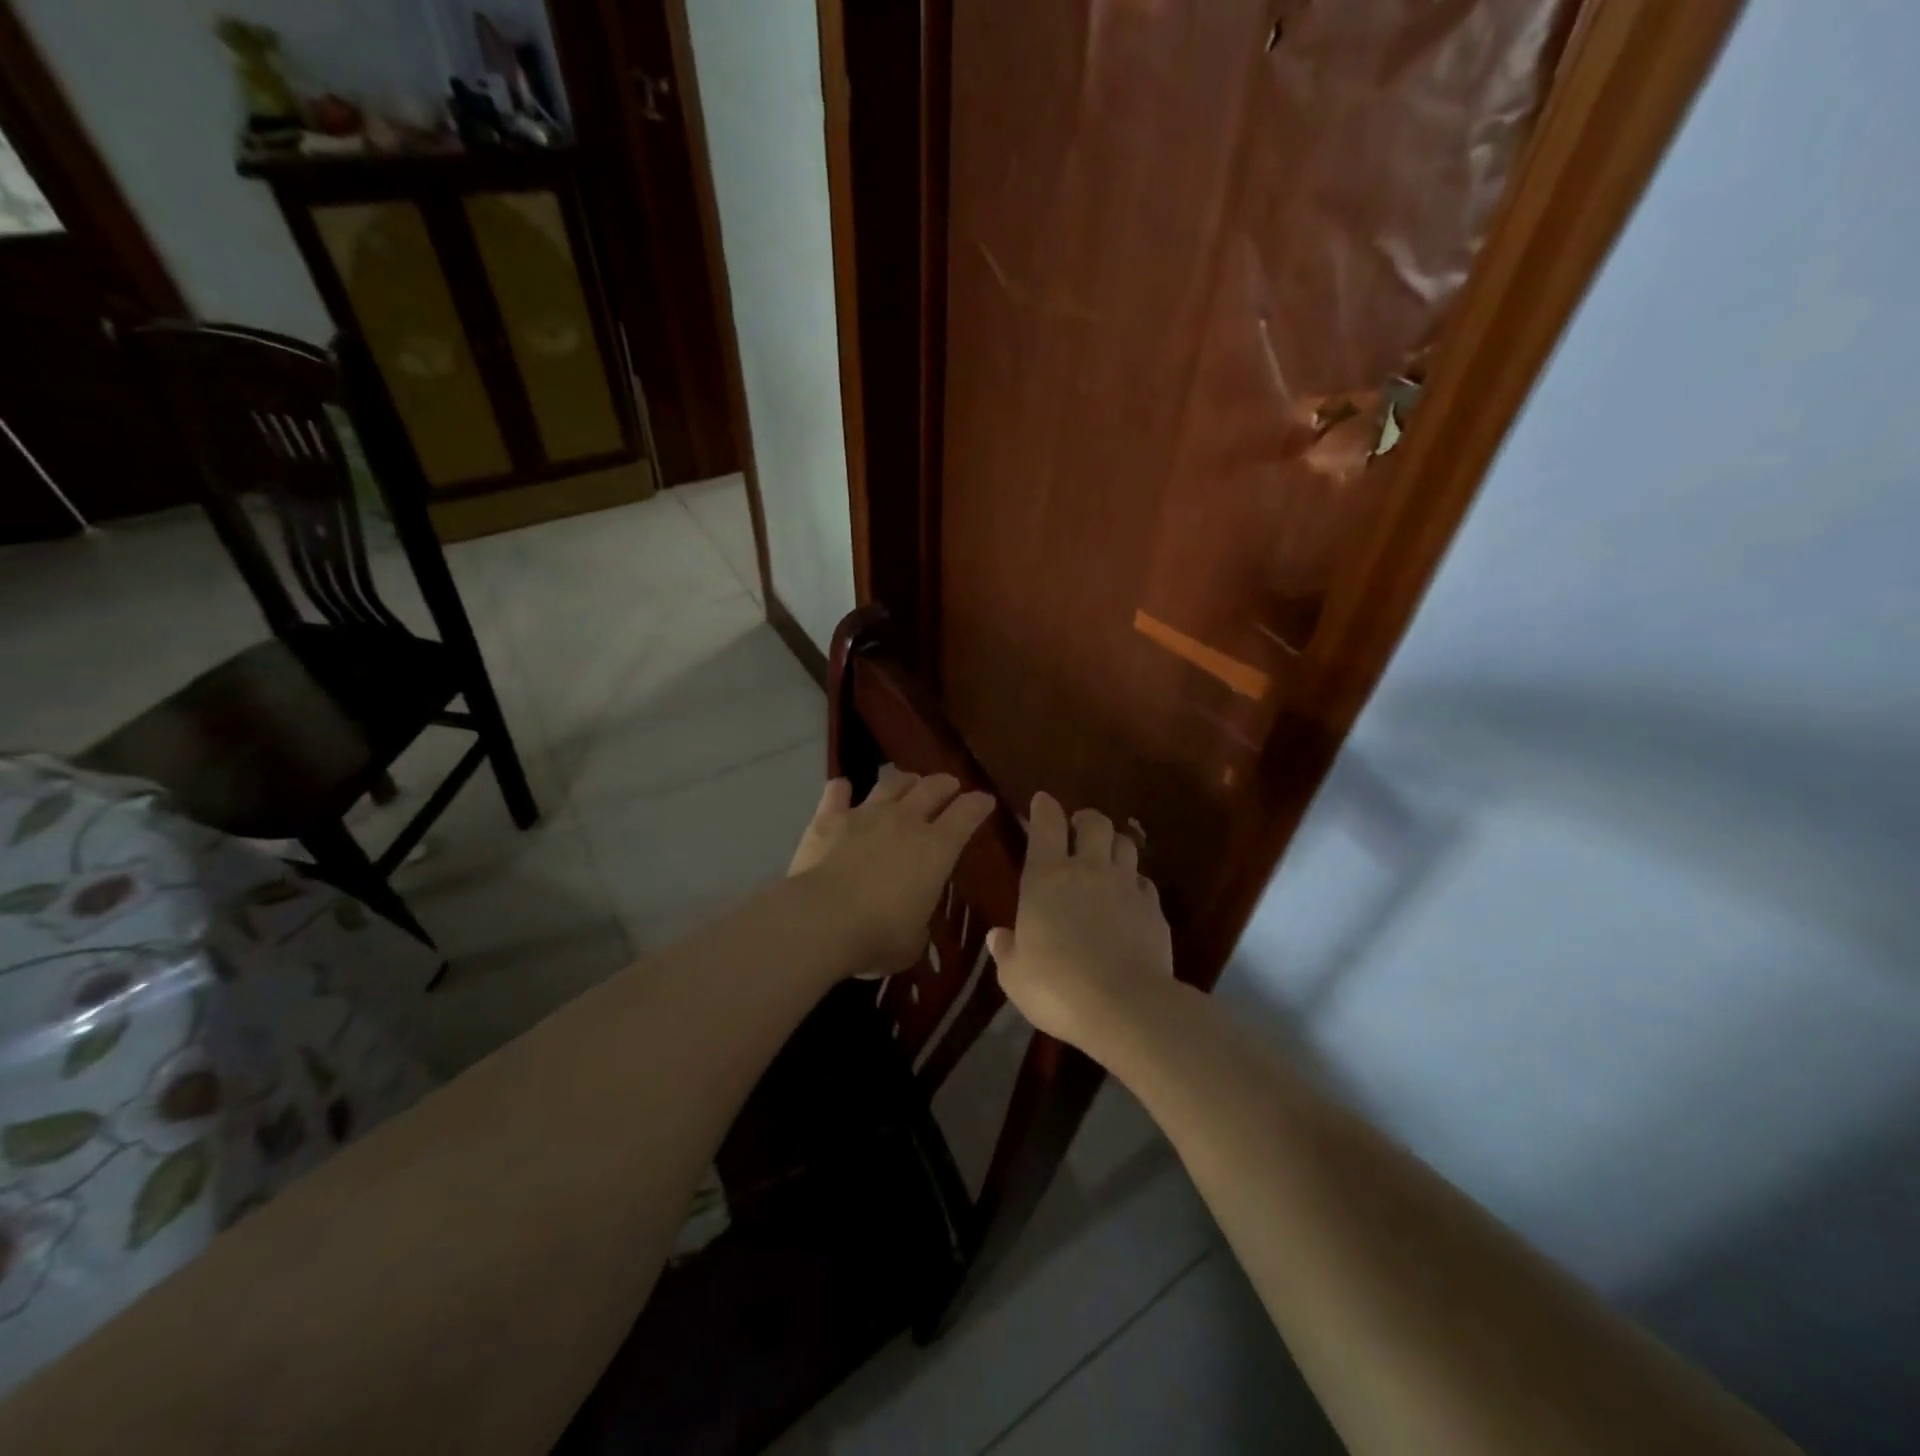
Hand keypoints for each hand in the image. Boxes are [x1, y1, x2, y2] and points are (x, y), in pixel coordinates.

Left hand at [788, 766, 994, 977]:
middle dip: (946, 784)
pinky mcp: (828, 819)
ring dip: (904, 780)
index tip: (985, 800)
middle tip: (950, 785)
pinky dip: (842, 790)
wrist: (820, 921)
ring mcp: (865, 814)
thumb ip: (918, 922)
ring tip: (907, 781)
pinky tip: (842, 788)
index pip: (967, 814)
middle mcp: (905, 821)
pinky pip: (837, 793)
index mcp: (936, 849)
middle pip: (932, 788)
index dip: (979, 804)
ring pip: (891, 783)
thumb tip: (912, 919)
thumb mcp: (913, 941)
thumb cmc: (877, 936)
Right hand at [989, 793, 1174, 1052]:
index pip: (1046, 824)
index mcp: (1046, 877)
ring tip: (1106, 857)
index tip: (1042, 801)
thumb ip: (1006, 950)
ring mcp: (1125, 886)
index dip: (1044, 807)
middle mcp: (1088, 870)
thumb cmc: (1056, 987)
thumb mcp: (1014, 975)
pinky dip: (1135, 882)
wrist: (1124, 1006)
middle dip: (1085, 819)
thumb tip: (998, 936)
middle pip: (1094, 822)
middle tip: (1077, 829)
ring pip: (1125, 844)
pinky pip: (1144, 882)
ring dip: (1114, 844)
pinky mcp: (1153, 909)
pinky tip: (1130, 898)